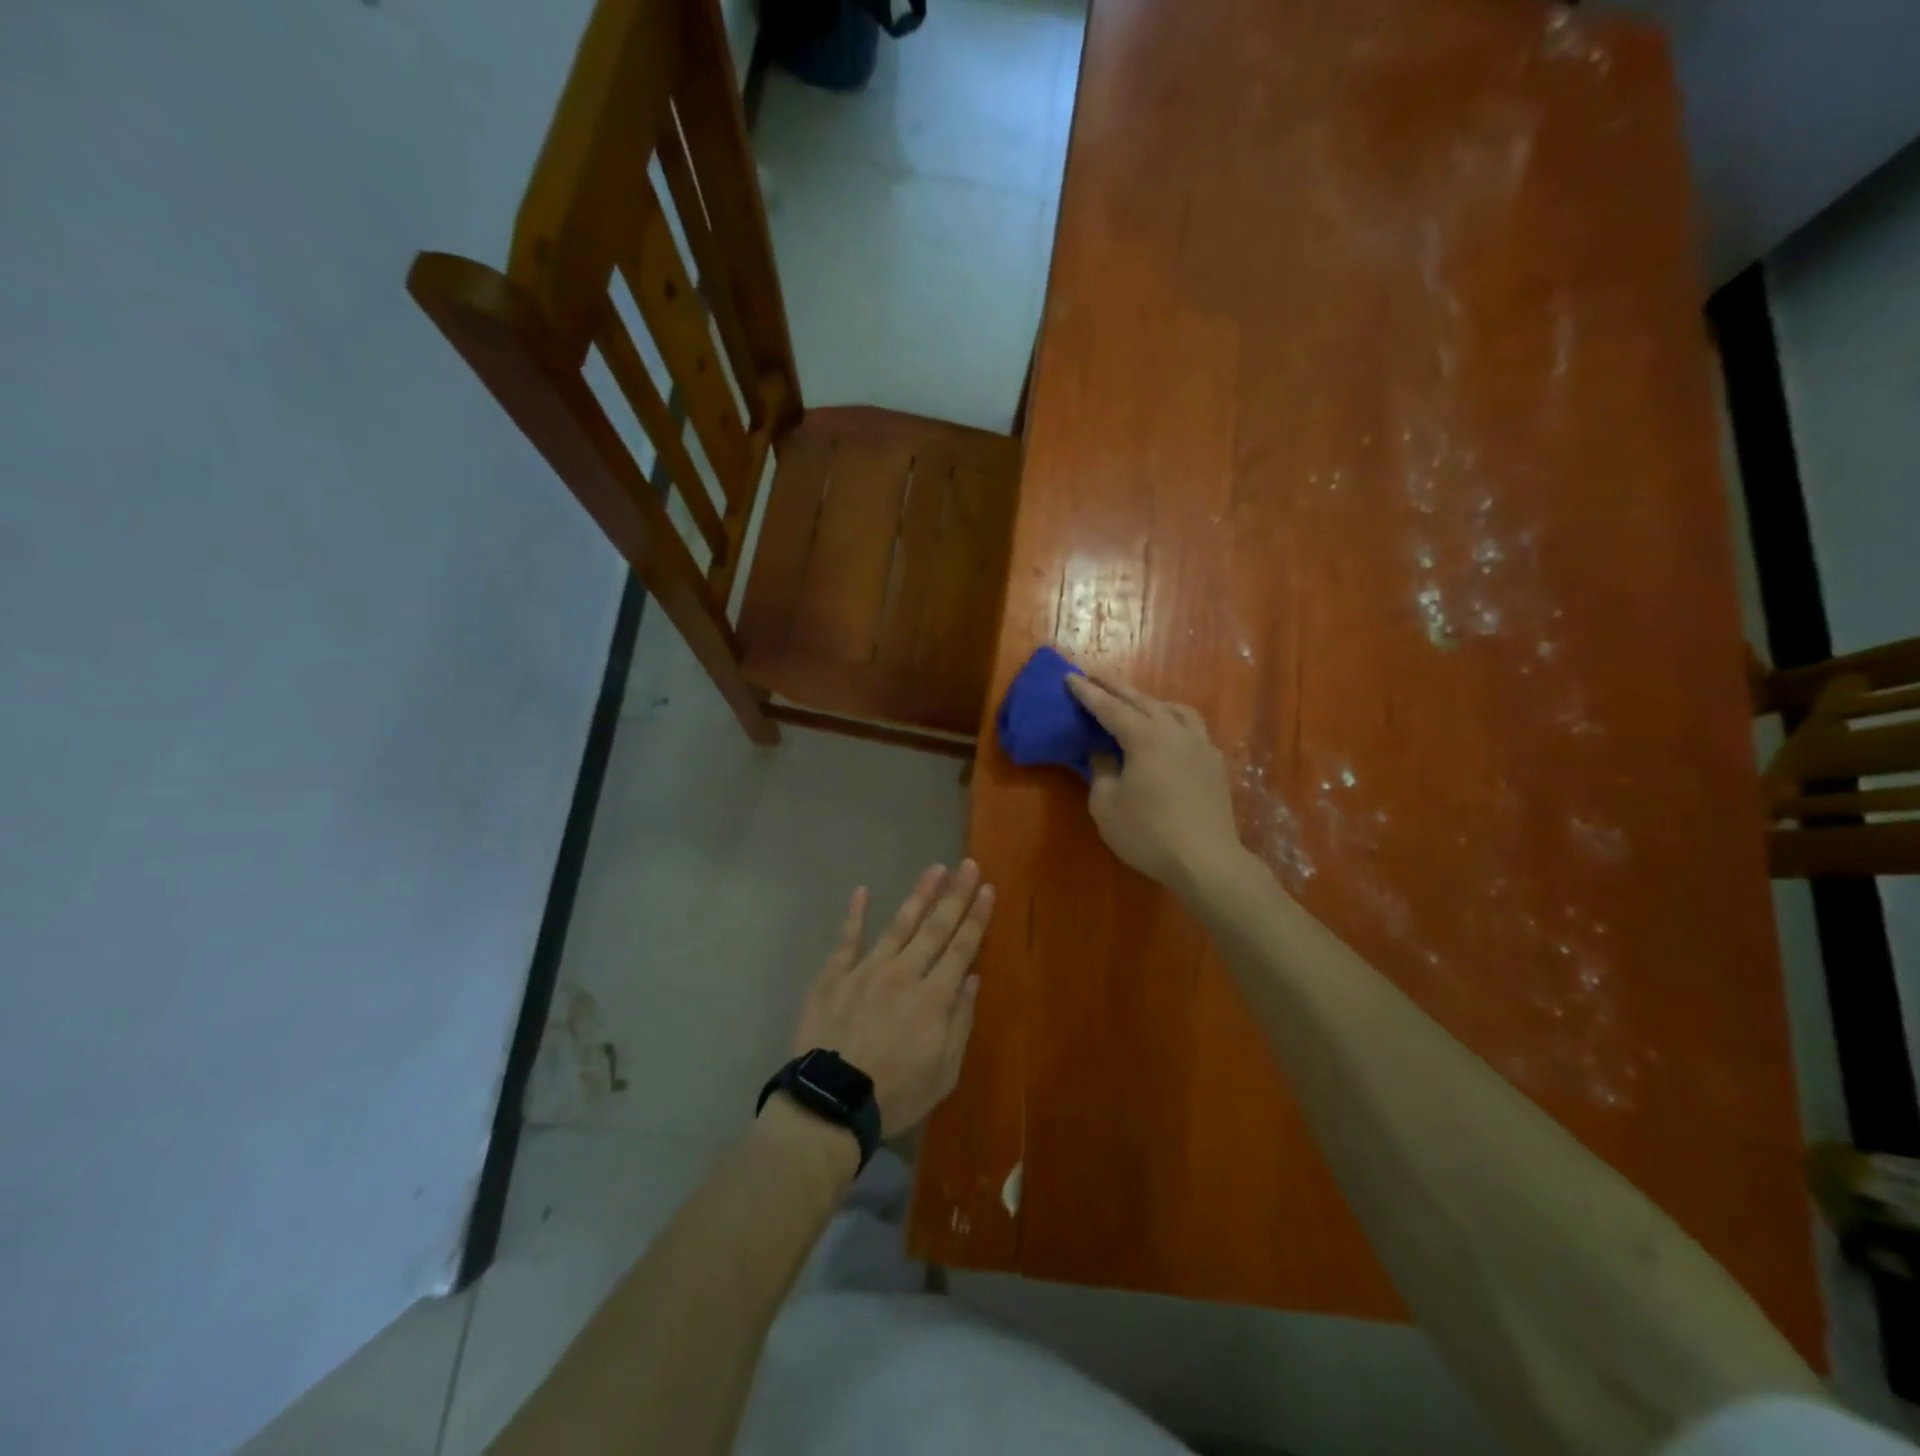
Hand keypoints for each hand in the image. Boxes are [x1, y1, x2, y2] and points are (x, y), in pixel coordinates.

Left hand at [788, 862, 994, 1136]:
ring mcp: (867, 970)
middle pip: (935, 928)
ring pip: (899, 924)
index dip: (977, 917)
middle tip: (968, 864)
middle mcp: (904, 973)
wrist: (830, 1103)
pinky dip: (855, 914)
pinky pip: (847, 939)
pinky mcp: (834, 975)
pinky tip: (863, 891)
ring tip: (934, 869)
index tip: (988, 889)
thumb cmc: (895, 1094)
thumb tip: (972, 979)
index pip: (962, 948)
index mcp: (933, 998)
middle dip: (955, 895)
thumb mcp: (943, 1073)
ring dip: (919, 895)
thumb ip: (960, 1022)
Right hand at [1066, 675, 1245, 895]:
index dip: (1087, 693)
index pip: (1110, 708)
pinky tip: (1169, 733)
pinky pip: (1191, 728)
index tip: (1070, 677)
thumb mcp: (1107, 805)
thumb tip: (1103, 754)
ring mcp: (1200, 745)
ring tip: (1135, 702)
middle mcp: (1175, 732)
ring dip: (1150, 701)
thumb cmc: (1148, 833)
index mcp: (1145, 737)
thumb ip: (1101, 771)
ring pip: (1174, 710)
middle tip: (1095, 678)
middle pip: (1142, 701)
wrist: (1206, 861)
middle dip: (1116, 688)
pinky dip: (1173, 720)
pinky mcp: (1214, 764)